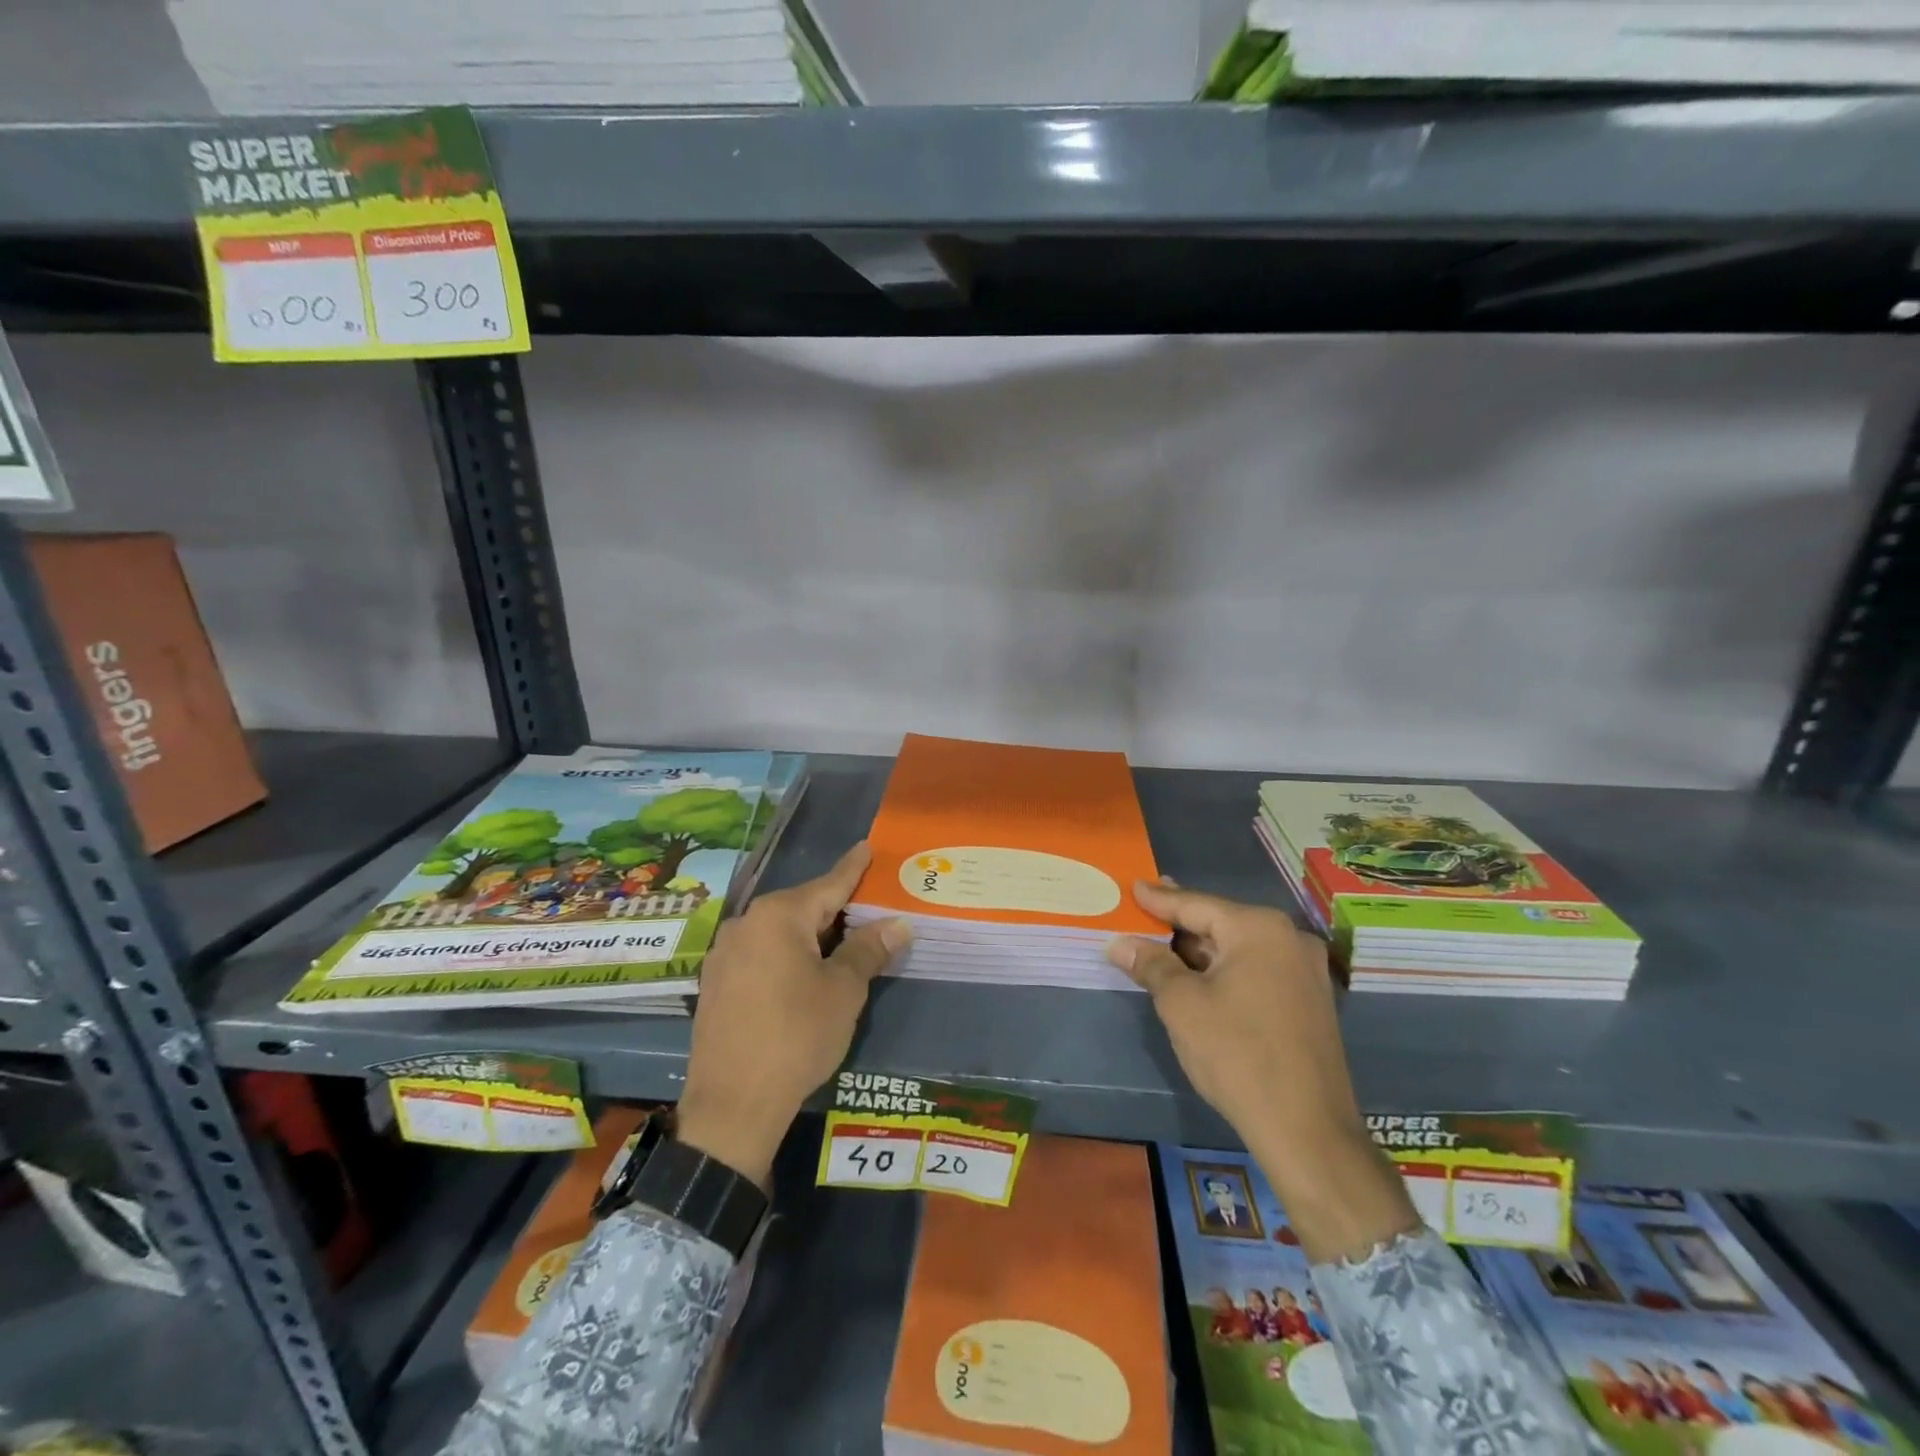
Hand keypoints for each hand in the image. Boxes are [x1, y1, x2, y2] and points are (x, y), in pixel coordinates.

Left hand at [676, 843, 910, 1187]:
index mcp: (779, 916)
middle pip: (802, 907)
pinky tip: (803, 974)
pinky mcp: (716, 983)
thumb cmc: (796, 1036)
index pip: (828, 884)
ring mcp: (725, 954)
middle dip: (835, 909)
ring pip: (780, 932)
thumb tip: (897, 923)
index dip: (852, 868)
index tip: (866, 847)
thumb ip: (868, 949)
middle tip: (867, 908)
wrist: (732, 1105)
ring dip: (811, 936)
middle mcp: (746, 923)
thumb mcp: (843, 991)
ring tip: (841, 944)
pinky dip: (787, 955)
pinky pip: (761, 954)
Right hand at [1106, 880, 1418, 1262]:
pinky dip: (1225, 969)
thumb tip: (1119, 943)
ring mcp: (1306, 970)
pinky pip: (1257, 969)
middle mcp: (1289, 938)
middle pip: (1220, 922)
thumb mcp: (1181, 1005)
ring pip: (1239, 948)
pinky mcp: (1310, 1001)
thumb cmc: (1236, 1054)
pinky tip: (1199, 977)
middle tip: (1145, 910)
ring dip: (1201, 950)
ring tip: (1163, 944)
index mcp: (1259, 929)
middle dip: (1180, 924)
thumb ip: (1150, 964)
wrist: (1307, 1130)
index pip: (1196, 905)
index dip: (1159, 898)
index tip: (1134, 885)